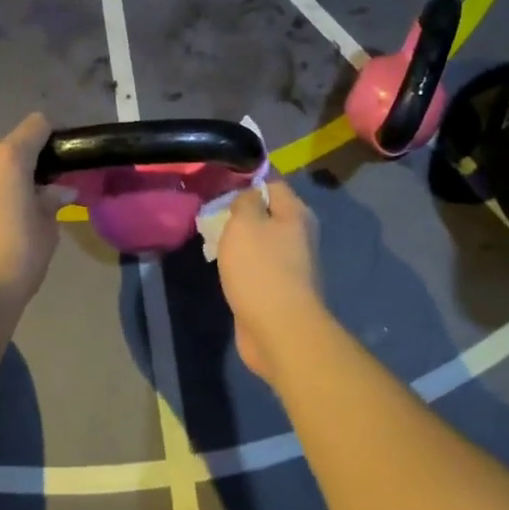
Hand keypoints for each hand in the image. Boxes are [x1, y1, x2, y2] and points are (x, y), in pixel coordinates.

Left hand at [0, 113, 68, 314]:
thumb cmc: (14, 258)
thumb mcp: (46, 230)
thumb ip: (51, 202)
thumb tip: (59, 191)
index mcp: (7, 157)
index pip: (36, 125)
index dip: (52, 139)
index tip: (61, 163)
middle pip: (6, 151)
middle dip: (22, 169)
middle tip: (36, 200)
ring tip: (7, 220)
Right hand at [216, 177, 324, 383]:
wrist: (278, 330)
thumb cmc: (260, 269)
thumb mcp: (245, 223)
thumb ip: (244, 201)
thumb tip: (248, 194)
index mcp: (295, 213)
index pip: (272, 182)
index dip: (247, 179)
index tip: (219, 183)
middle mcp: (298, 235)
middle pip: (266, 212)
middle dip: (239, 211)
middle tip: (210, 212)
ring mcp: (290, 264)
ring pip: (259, 241)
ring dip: (238, 240)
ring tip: (211, 238)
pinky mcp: (278, 289)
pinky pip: (256, 266)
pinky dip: (240, 264)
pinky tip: (222, 266)